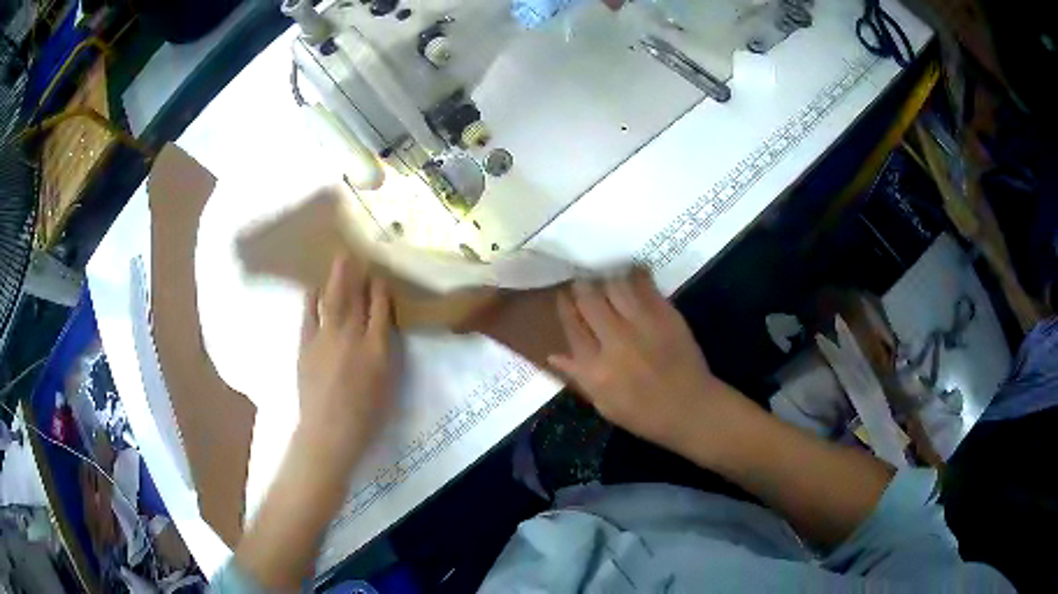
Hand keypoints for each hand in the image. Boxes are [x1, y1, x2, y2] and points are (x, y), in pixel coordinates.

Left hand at [297, 255, 396, 463]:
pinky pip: (309, 314)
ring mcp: (326, 338)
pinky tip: (312, 288)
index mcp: (377, 348)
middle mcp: (352, 336)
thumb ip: (385, 353)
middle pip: (355, 297)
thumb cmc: (366, 415)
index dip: (380, 290)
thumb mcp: (387, 384)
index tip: (378, 276)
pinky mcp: (306, 345)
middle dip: (355, 272)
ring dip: (335, 278)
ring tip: (337, 260)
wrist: (329, 431)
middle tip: (354, 251)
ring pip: (332, 300)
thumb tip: (380, 330)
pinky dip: (311, 299)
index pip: (380, 309)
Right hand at [548, 269, 748, 453]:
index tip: (563, 298)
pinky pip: (644, 285)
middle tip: (582, 285)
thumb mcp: (604, 405)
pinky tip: (630, 276)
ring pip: (614, 286)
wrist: (690, 407)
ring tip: (606, 281)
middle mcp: (615, 341)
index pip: (571, 326)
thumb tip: (553, 355)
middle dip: (581, 288)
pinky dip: (634, 276)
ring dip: (606, 281)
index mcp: (595, 368)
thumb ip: (578, 377)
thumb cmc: (644, 414)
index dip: (564, 307)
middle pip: (589, 299)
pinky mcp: (665, 314)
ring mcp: (642, 324)